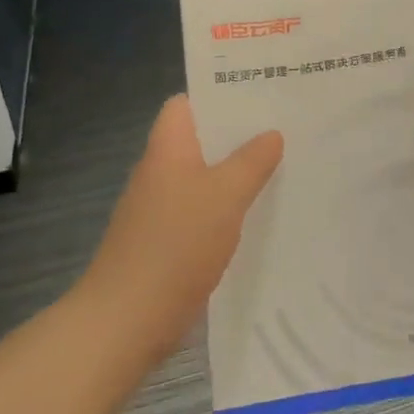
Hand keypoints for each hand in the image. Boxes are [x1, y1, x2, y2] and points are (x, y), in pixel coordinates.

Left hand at [78, 95, 282, 365]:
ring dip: (236, 174)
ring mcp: (160, 208)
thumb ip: (251, 161)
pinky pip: (203, 211)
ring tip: (283, 167)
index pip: (186, 103)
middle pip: (201, 140)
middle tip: (286, 130)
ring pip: (205, 177)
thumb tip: (272, 134)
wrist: (127, 319)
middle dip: (239, 135)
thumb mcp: (225, 195)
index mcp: (168, 148)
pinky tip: (259, 216)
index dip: (218, 95)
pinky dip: (227, 209)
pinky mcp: (166, 241)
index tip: (260, 96)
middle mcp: (160, 171)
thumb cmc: (176, 244)